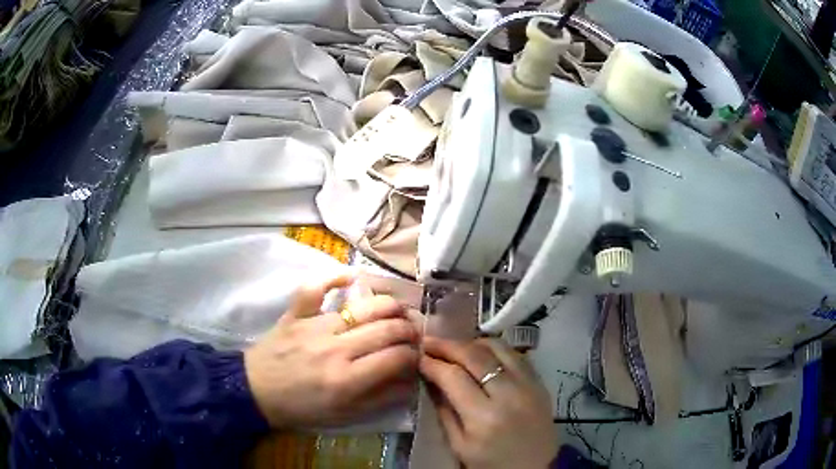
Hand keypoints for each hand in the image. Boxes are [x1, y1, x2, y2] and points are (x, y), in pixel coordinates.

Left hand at [244, 273, 419, 427]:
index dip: (414, 354)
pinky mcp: (296, 314)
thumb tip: (411, 381)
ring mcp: (313, 326)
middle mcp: (335, 349)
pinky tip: (353, 276)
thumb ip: (381, 399)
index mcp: (347, 380)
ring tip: (396, 311)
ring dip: (388, 305)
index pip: (396, 357)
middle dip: (409, 329)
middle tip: (413, 332)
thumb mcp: (344, 415)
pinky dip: (334, 276)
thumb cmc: (301, 408)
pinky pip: (315, 287)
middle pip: (386, 329)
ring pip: (363, 306)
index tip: (417, 355)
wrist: (256, 392)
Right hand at [420, 337, 557, 468]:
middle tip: (429, 342)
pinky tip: (482, 354)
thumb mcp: (459, 446)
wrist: (536, 467)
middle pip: (475, 355)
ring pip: (498, 347)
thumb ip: (444, 412)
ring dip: (472, 342)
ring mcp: (528, 384)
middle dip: (448, 345)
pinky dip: (495, 349)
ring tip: (455, 347)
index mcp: (484, 417)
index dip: (433, 363)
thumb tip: (431, 381)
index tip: (418, 356)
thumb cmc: (492, 463)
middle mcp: (509, 394)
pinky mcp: (539, 382)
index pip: (453, 377)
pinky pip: (516, 354)